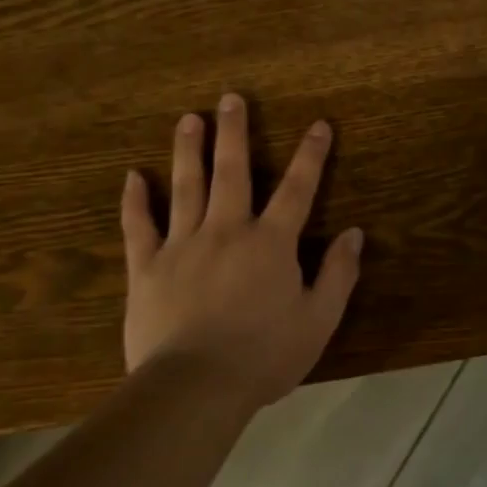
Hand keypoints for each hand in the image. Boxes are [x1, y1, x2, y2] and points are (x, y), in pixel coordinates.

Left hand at [119, 94, 363, 406]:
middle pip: (232, 172)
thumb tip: (353, 234)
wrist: (195, 387)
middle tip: (230, 99)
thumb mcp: (319, 319)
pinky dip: (135, 201)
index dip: (311, 155)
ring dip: (188, 151)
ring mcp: (182, 246)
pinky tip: (132, 177)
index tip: (319, 125)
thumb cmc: (265, 355)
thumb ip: (339, 274)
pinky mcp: (146, 268)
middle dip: (234, 133)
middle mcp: (227, 231)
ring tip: (188, 119)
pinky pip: (138, 227)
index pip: (298, 189)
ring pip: (185, 187)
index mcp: (271, 243)